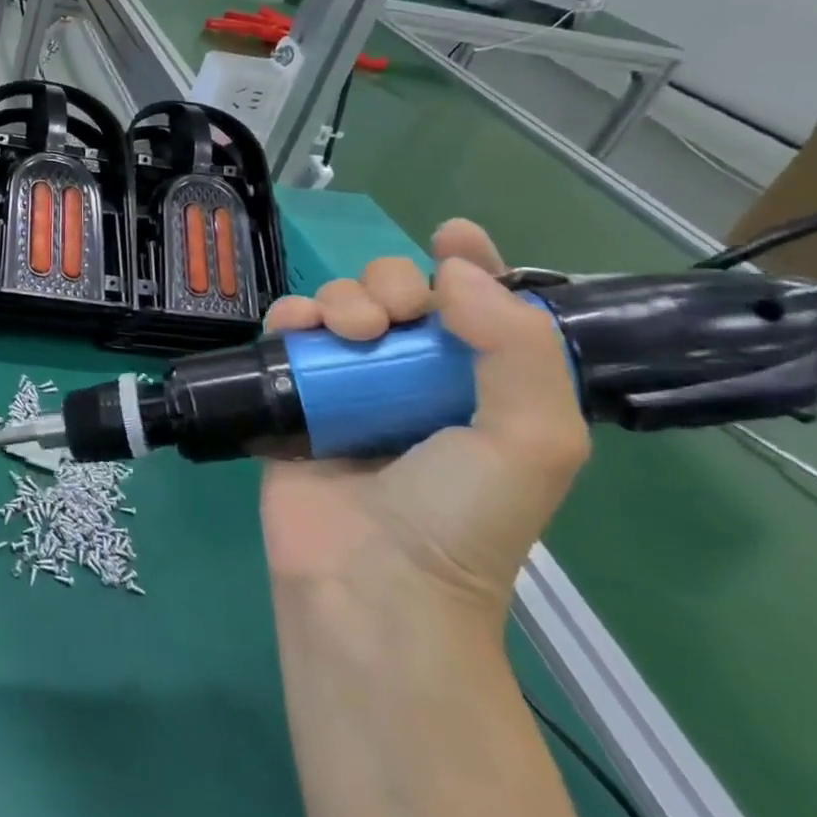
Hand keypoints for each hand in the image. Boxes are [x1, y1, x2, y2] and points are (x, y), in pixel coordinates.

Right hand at [258, 219, 589, 626]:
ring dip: (341, 297)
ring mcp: (346, 386)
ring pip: (338, 305)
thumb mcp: (531, 440)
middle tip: (393, 316)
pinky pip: (285, 334)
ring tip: (348, 332)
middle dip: (393, 282)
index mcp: (477, 386)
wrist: (369, 582)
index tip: (450, 234)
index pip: (479, 306)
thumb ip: (517, 346)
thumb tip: (455, 269)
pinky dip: (289, 317)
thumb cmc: (459, 517)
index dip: (469, 262)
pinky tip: (296, 328)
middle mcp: (410, 378)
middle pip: (398, 294)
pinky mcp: (291, 397)